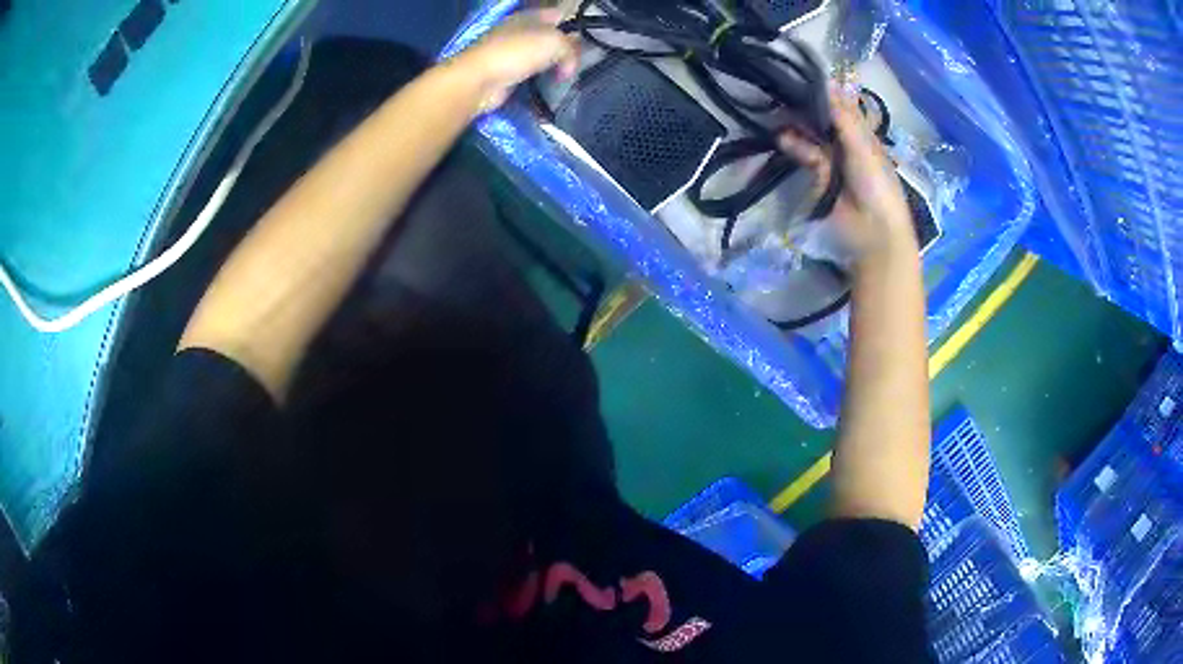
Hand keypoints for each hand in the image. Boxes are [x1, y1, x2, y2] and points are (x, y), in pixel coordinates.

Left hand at [448, 9, 578, 112]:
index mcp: (529, 16)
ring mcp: (511, 53)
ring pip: (541, 57)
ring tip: (565, 77)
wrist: (478, 80)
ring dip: (553, 67)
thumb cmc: (516, 52)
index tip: (585, 42)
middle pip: (551, 38)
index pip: (558, 15)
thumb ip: (570, 50)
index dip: (573, 25)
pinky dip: (540, 81)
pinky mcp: (506, 73)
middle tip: (577, 64)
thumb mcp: (554, 42)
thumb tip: (568, 68)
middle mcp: (519, 31)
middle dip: (565, 50)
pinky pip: (530, 74)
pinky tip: (548, 87)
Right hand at [778, 84, 917, 264]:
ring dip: (799, 126)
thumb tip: (827, 82)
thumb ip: (843, 116)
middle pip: (826, 120)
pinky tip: (783, 139)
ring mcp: (834, 161)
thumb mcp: (862, 145)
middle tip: (783, 89)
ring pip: (814, 136)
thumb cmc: (876, 184)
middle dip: (808, 106)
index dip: (826, 91)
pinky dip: (795, 147)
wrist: (873, 231)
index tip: (803, 73)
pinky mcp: (820, 178)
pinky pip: (807, 156)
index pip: (844, 107)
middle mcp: (849, 144)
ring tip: (778, 113)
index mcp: (866, 135)